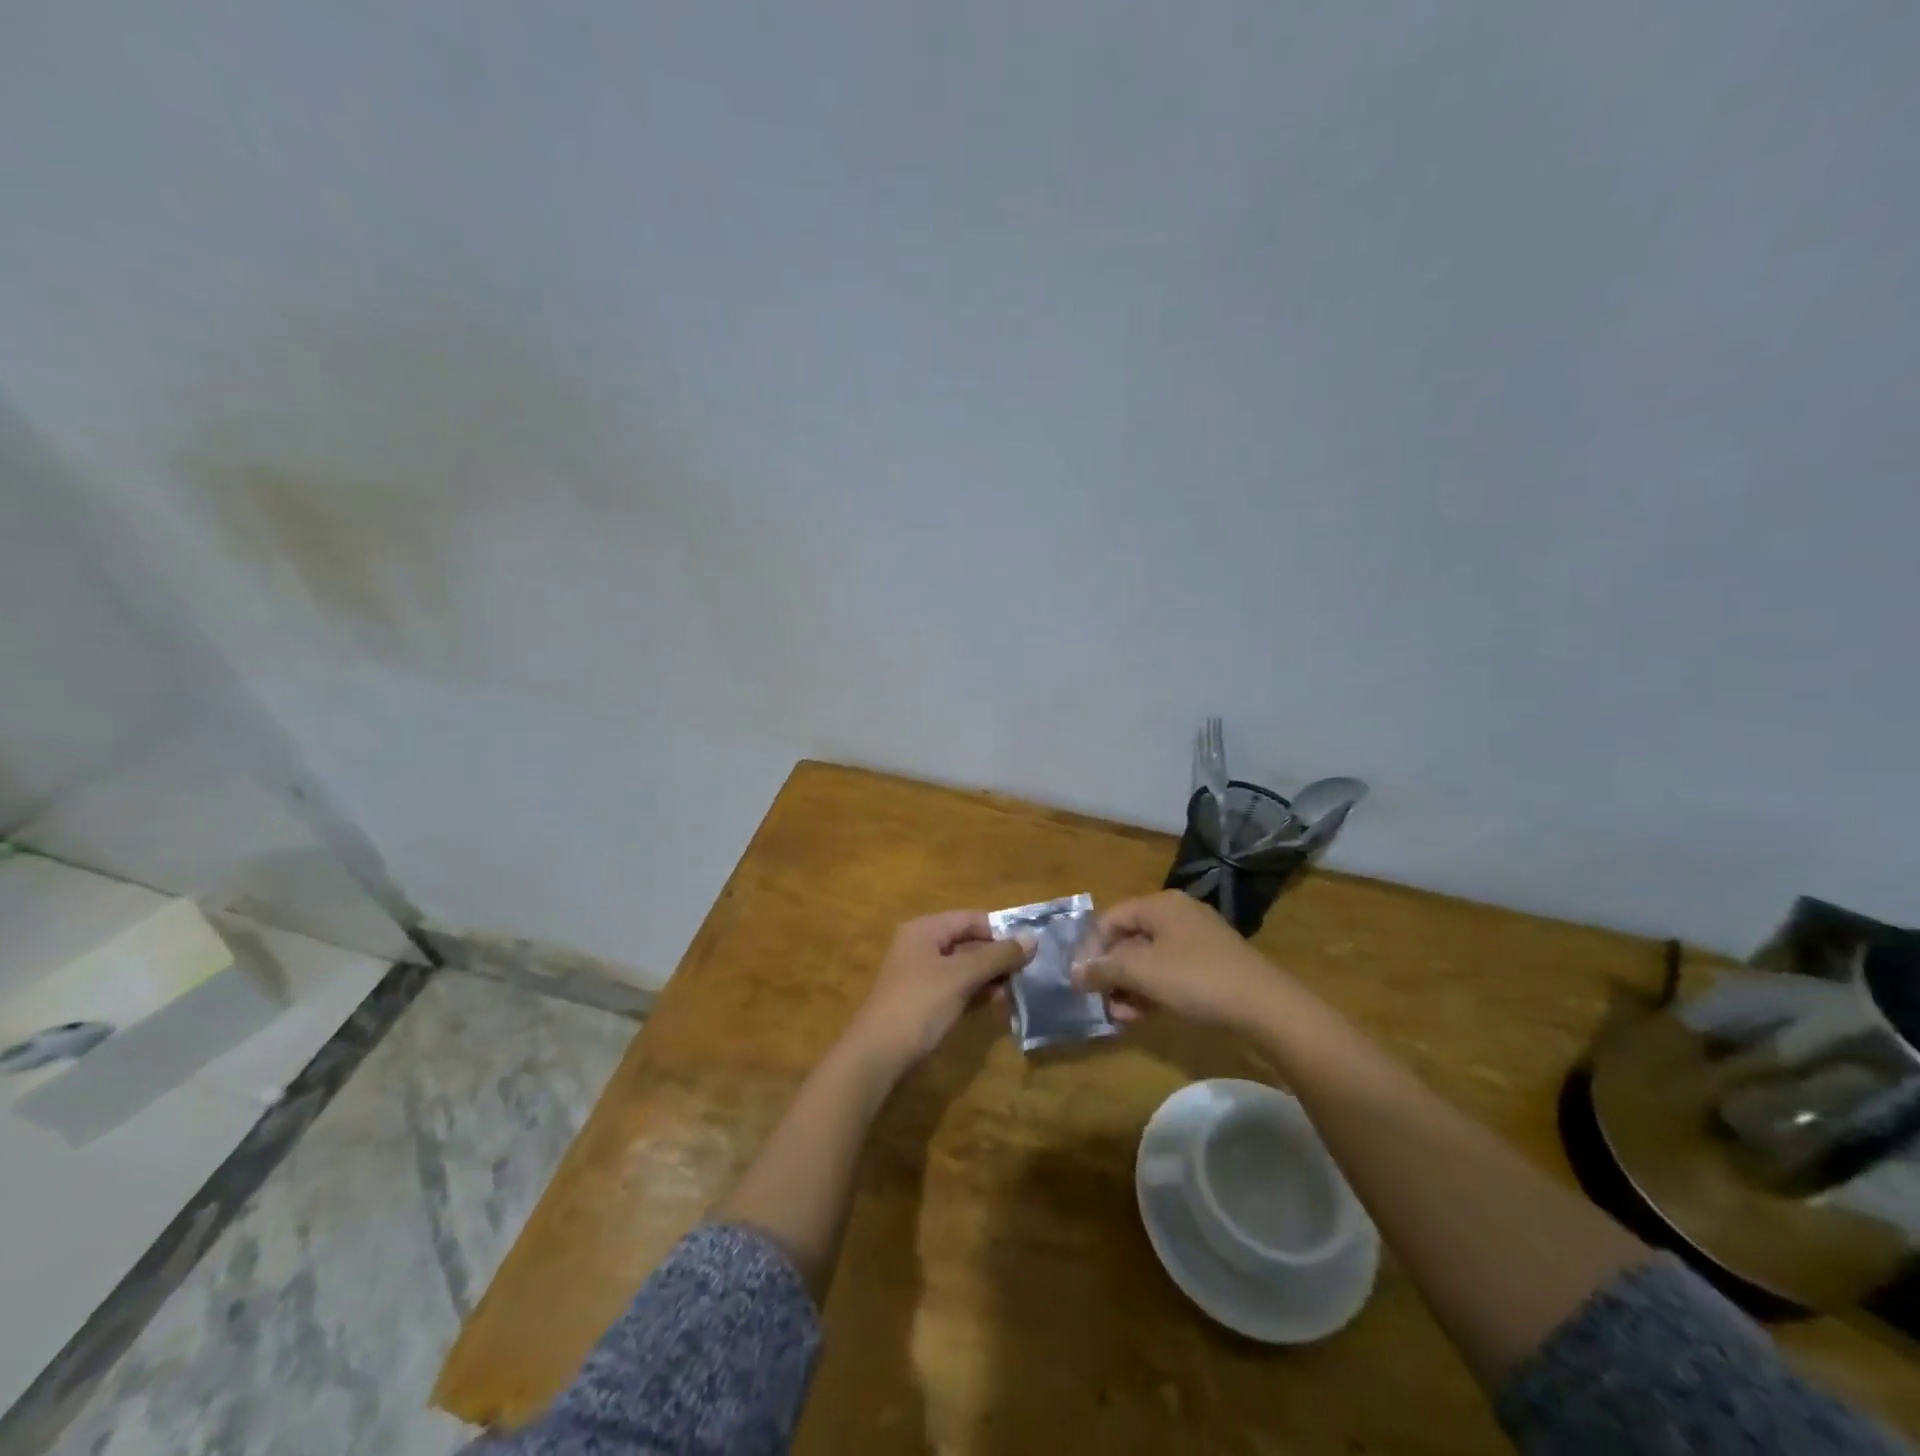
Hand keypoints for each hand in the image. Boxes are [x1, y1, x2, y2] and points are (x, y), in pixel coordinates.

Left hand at [846, 911, 1033, 1070]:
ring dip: (989, 975)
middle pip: (968, 941)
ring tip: (1019, 988)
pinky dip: (976, 991)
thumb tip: (1032, 938)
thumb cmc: (920, 1004)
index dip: (1001, 931)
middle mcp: (921, 945)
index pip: (971, 918)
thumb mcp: (961, 976)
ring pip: (963, 966)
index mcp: (925, 929)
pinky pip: (955, 987)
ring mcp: (920, 974)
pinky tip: (998, 1002)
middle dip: (997, 955)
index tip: (1030, 948)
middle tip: (1029, 970)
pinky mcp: (922, 1000)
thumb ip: (997, 956)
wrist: (878, 1054)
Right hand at [1072, 890, 1291, 1032]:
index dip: (1091, 949)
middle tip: (1101, 1001)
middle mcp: (1177, 915)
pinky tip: (1144, 1015)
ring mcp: (1197, 939)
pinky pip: (1170, 971)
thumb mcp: (1142, 972)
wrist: (1264, 1006)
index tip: (1082, 981)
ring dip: (1130, 986)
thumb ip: (1103, 969)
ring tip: (1121, 1015)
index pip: (1110, 919)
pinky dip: (1153, 990)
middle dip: (1111, 972)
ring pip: (1150, 959)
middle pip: (1129, 939)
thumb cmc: (1196, 979)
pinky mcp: (1212, 964)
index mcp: (1160, 904)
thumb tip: (1074, 972)